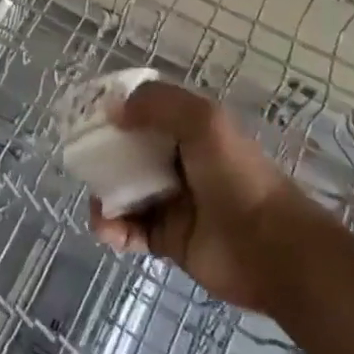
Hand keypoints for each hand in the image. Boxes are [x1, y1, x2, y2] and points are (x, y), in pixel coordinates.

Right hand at [87, 80, 307, 312]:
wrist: (271, 249)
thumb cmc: (237, 177)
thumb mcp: (203, 121)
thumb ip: (158, 104)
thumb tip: (113, 110)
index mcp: (190, 130)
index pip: (147, 111)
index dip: (118, 109)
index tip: (88, 113)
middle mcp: (179, 162)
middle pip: (129, 152)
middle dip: (103, 154)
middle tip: (82, 161)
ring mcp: (172, 202)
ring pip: (124, 191)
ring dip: (104, 195)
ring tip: (99, 206)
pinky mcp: (167, 239)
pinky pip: (129, 230)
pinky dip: (113, 229)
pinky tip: (109, 230)